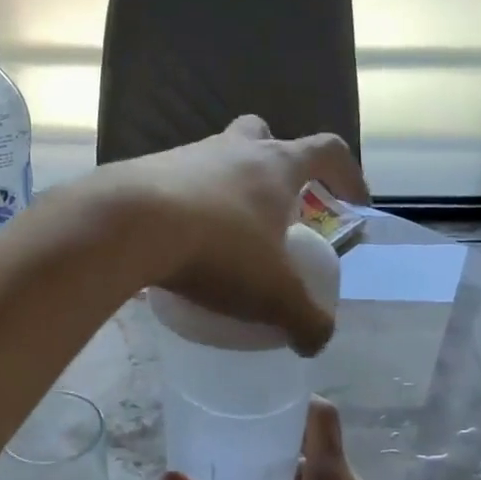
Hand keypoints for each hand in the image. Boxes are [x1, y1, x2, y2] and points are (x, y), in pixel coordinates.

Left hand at [100, 116, 367, 355]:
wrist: (127, 225)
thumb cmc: (217, 250)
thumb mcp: (272, 295)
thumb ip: (304, 320)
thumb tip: (317, 343)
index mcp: (276, 166)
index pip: (327, 150)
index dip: (348, 174)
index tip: (353, 203)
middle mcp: (232, 149)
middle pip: (263, 136)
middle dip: (275, 164)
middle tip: (275, 206)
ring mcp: (183, 155)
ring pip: (214, 159)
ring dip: (224, 188)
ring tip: (220, 237)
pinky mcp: (142, 172)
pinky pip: (172, 185)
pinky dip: (181, 208)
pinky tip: (174, 245)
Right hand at [161, 398, 390, 479]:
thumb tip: (168, 477)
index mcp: (332, 476)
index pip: (323, 415)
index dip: (296, 401)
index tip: (264, 402)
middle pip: (319, 445)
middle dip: (283, 441)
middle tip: (243, 442)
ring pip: (324, 476)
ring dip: (292, 473)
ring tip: (253, 479)